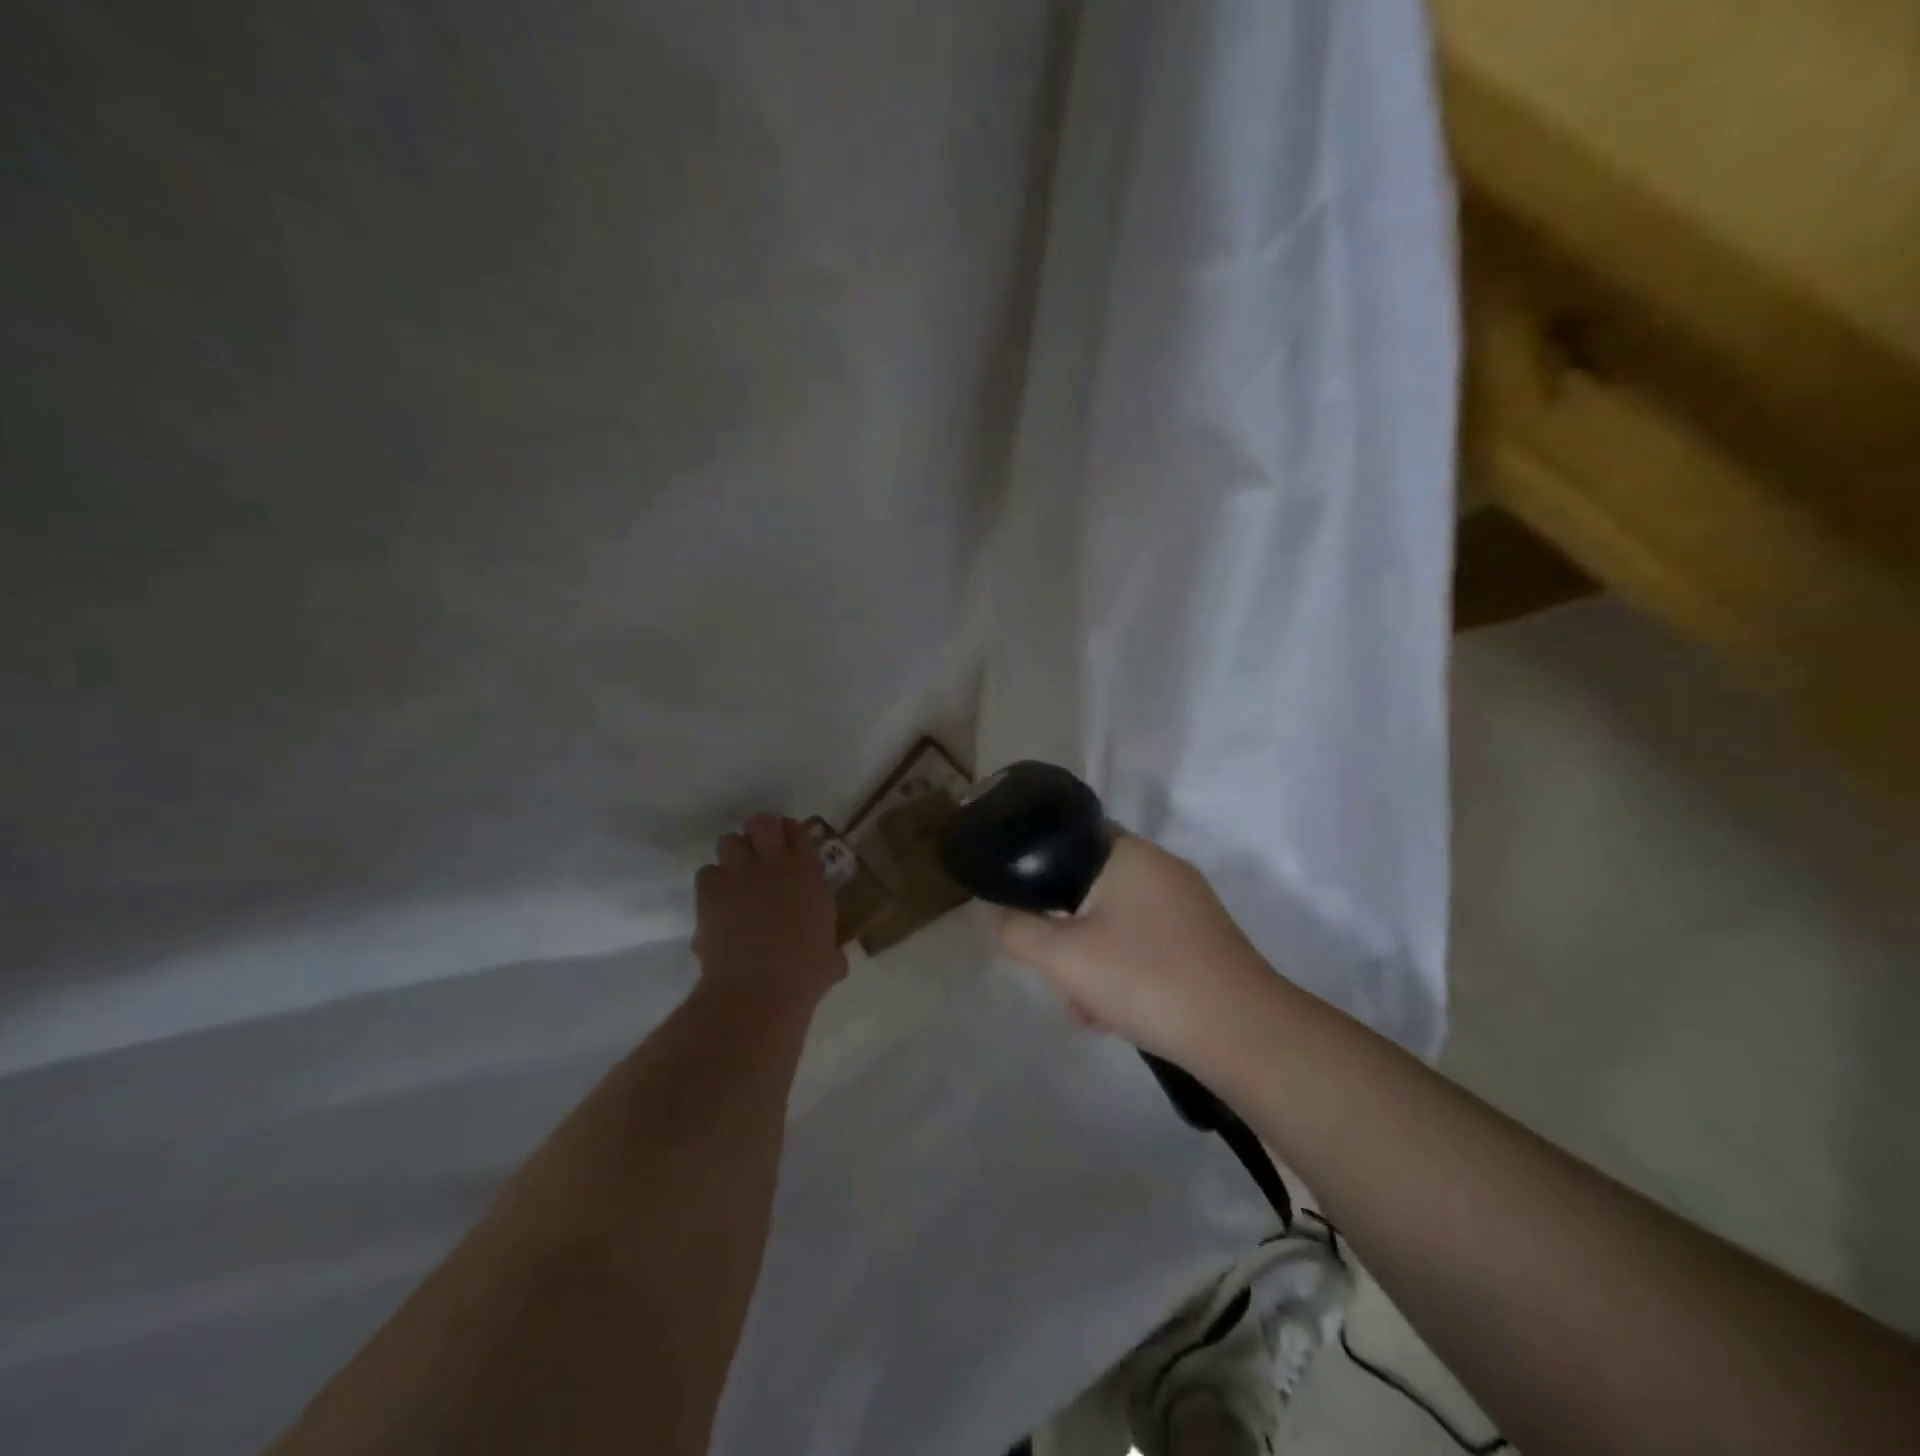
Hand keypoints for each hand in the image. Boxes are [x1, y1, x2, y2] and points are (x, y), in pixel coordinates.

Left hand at [693, 813, 846, 1011]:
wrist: (757, 992)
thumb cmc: (802, 976)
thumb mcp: (830, 960)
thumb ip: (832, 951)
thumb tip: (836, 959)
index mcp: (808, 875)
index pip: (799, 832)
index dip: (793, 834)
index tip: (791, 845)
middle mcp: (774, 866)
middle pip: (762, 822)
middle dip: (761, 831)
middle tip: (762, 850)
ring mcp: (739, 876)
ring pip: (729, 840)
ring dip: (734, 853)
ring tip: (738, 873)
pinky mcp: (710, 893)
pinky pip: (707, 872)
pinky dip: (713, 882)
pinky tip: (719, 899)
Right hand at [994, 835, 1269, 1063]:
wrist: (1243, 1034)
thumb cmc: (1146, 978)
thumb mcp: (1063, 958)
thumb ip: (1019, 932)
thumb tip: (1002, 917)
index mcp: (1131, 854)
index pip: (1073, 839)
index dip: (1041, 871)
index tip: (1027, 910)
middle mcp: (1164, 869)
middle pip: (1093, 889)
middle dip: (1067, 934)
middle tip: (1057, 973)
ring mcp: (1190, 906)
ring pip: (1118, 923)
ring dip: (1093, 961)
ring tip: (1086, 1010)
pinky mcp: (1205, 941)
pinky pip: (1147, 945)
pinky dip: (1126, 972)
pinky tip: (1117, 1016)